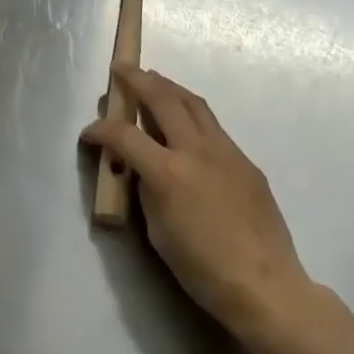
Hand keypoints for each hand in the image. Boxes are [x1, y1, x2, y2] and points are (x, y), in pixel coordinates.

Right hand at [82, 64, 308, 344]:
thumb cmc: (202, 268)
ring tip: (154, 81)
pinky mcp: (246, 161)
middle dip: (139, 80)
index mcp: (168, 172)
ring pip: (194, 104)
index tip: (89, 133)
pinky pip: (214, 127)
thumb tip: (140, 168)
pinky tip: (186, 125)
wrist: (265, 285)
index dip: (100, 129)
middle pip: (163, 99)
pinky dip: (192, 114)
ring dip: (169, 87)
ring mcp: (226, 151)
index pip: (124, 135)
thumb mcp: (157, 231)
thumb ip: (146, 190)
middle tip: (123, 69)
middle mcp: (197, 150)